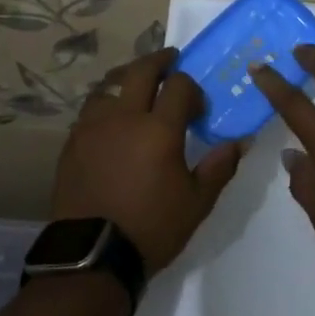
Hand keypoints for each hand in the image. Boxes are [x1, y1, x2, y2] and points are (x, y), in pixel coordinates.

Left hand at [49, 48, 243, 275]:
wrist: (92, 256)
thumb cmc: (151, 227)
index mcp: (159, 129)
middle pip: (140, 70)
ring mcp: (94, 126)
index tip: (197, 106)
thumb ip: (219, 166)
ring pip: (110, 84)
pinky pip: (91, 108)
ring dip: (127, 77)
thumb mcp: (197, 203)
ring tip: (137, 83)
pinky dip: (106, 101)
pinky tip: (112, 116)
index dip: (192, 88)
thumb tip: (241, 141)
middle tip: (170, 60)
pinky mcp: (73, 141)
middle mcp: (124, 117)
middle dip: (159, 61)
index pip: (179, 85)